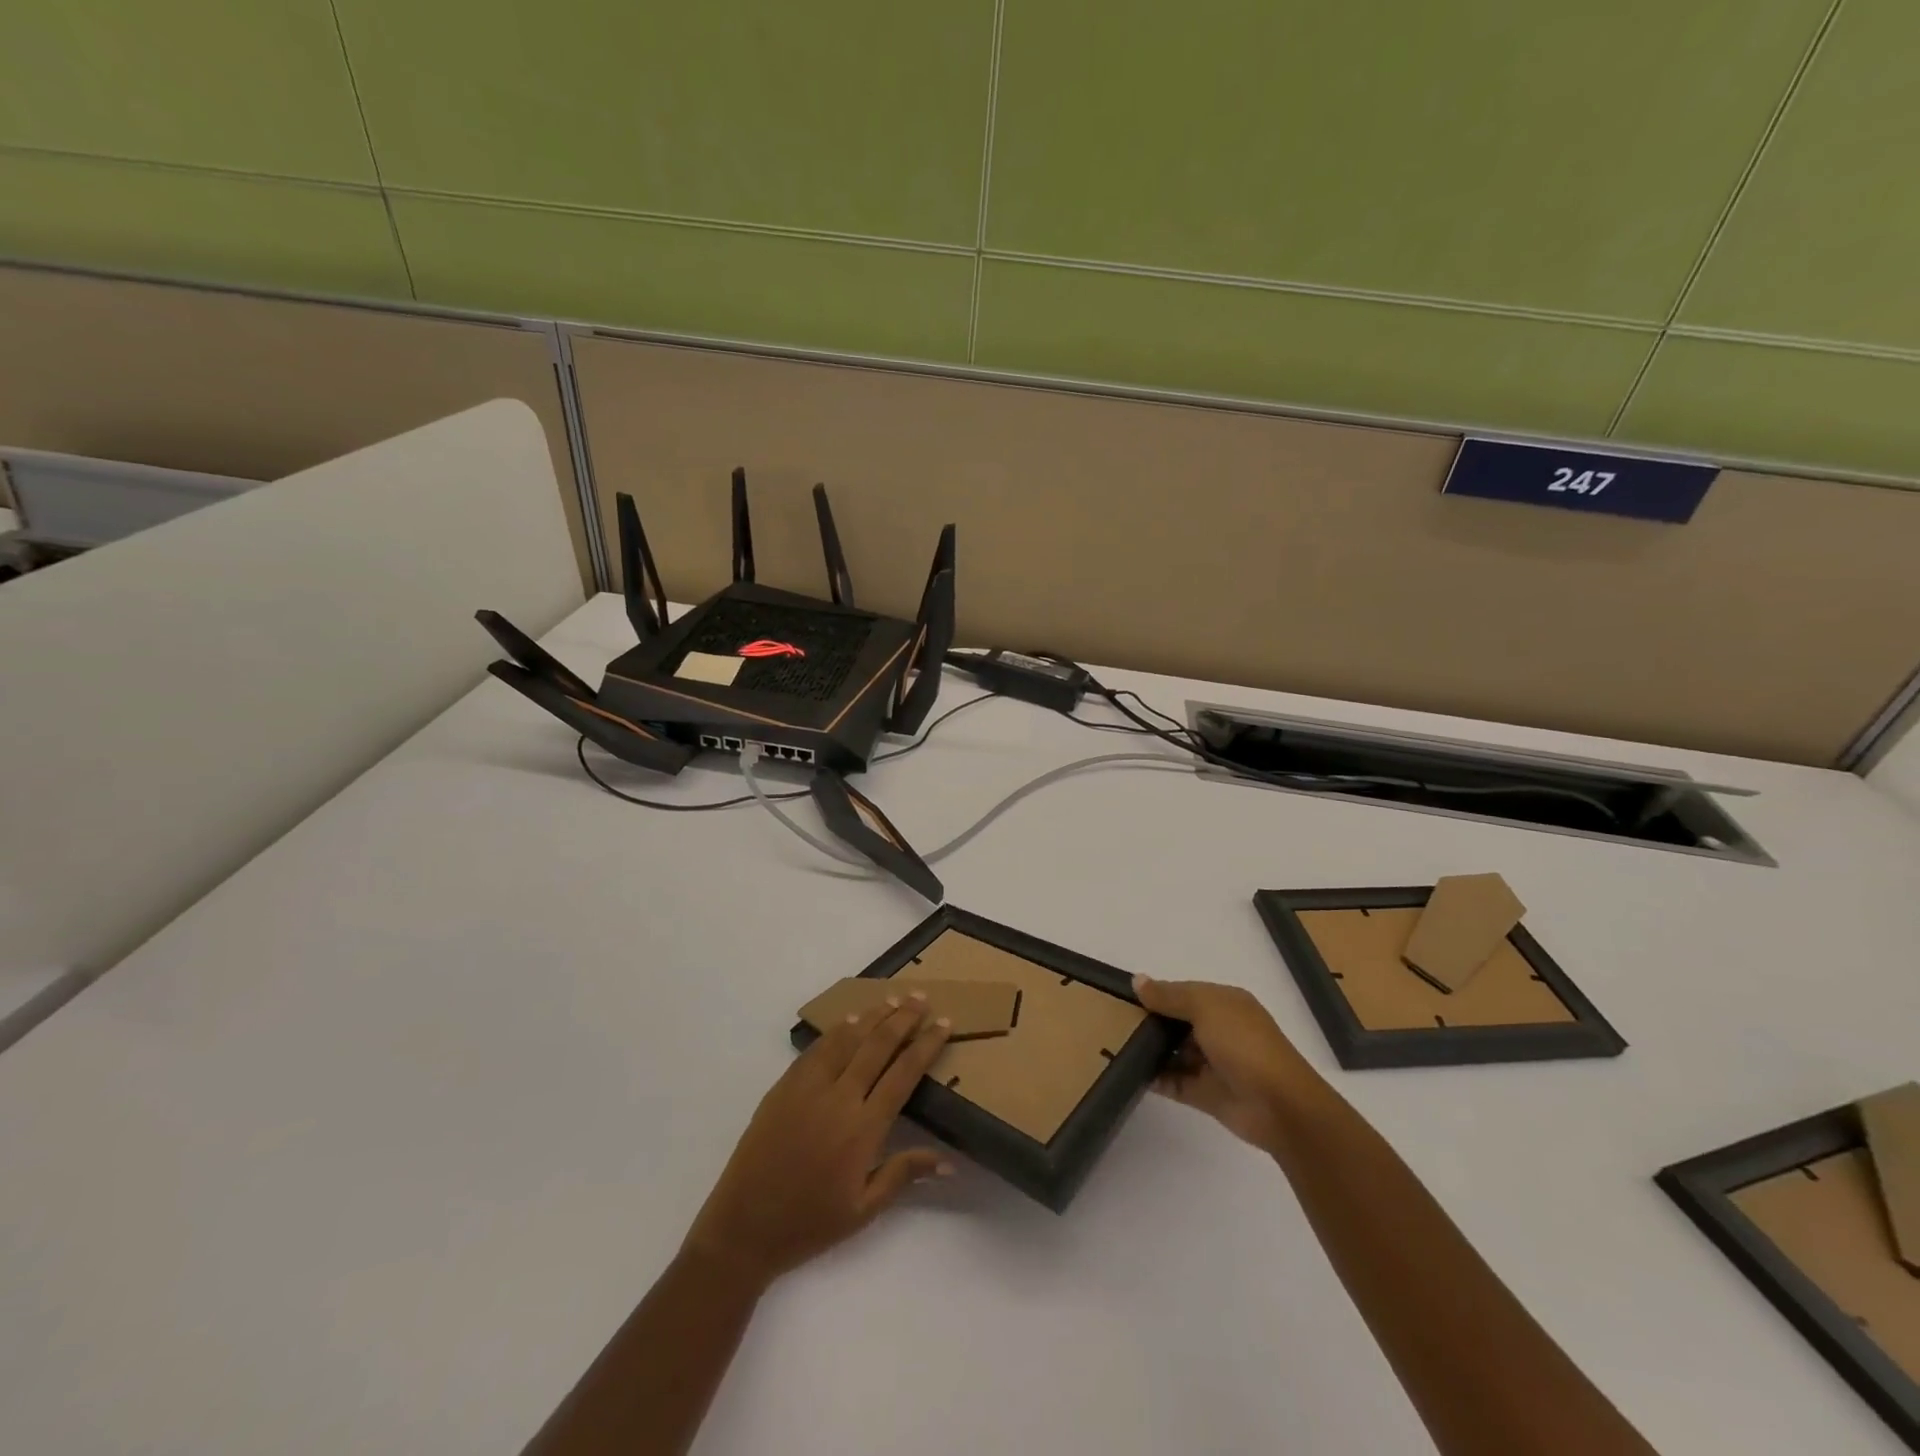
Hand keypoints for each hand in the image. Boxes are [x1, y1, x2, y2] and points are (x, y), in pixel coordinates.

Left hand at [683, 994, 953, 1288]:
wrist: (744, 1228)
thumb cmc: (809, 1224)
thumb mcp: (864, 1211)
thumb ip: (904, 1175)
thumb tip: (949, 1161)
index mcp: (863, 1128)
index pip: (904, 1073)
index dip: (926, 1044)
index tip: (944, 1023)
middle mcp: (839, 1098)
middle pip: (878, 1045)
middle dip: (904, 1018)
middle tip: (922, 998)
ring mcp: (808, 1087)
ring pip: (847, 1038)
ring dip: (873, 1016)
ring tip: (893, 999)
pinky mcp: (784, 1086)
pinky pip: (817, 1049)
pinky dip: (837, 1030)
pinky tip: (849, 1021)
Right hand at [1133, 976, 1312, 1152]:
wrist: (1279, 1106)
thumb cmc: (1244, 1044)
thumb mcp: (1206, 1007)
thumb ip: (1170, 995)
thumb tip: (1137, 980)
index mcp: (1225, 1004)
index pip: (1185, 993)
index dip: (1158, 993)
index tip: (1124, 997)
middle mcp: (1220, 1030)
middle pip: (1178, 1022)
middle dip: (1150, 1022)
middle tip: (1114, 1021)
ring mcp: (1213, 1064)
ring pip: (1174, 1053)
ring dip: (1150, 1050)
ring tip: (1115, 1046)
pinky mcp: (1206, 1093)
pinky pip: (1174, 1082)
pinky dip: (1155, 1078)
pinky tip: (1128, 1072)